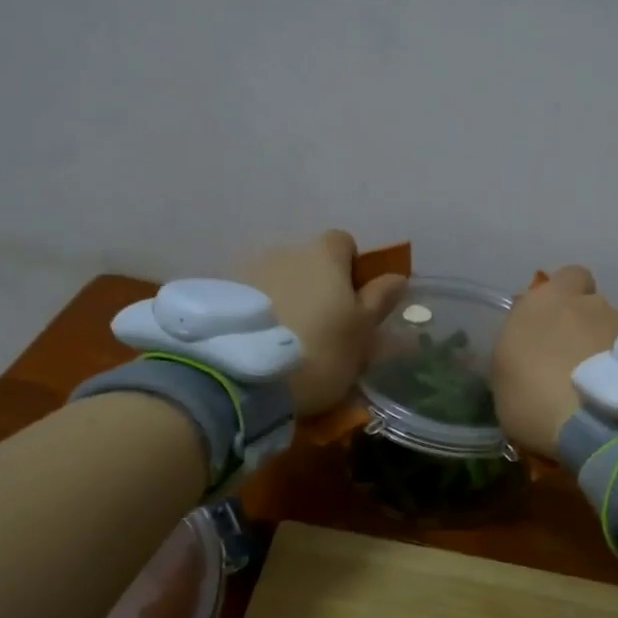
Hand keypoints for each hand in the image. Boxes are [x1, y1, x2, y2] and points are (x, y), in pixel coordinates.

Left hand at [246, 231, 405, 416]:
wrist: (241, 375)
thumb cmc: (319, 350)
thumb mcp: (362, 331)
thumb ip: (380, 300)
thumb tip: (397, 277)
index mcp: (324, 255)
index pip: (344, 242)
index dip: (352, 267)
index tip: (354, 300)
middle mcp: (285, 252)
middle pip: (308, 262)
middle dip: (317, 286)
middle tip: (322, 327)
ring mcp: (248, 270)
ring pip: (277, 279)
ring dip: (286, 298)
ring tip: (286, 339)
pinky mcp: (219, 295)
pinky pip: (249, 297)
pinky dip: (258, 312)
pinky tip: (259, 344)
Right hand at [491, 266, 617, 458]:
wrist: (593, 424)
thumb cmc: (532, 402)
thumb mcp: (503, 381)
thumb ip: (519, 354)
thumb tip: (530, 352)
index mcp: (541, 302)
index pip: (564, 278)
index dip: (563, 298)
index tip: (553, 325)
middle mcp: (585, 302)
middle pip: (590, 304)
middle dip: (585, 323)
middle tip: (575, 357)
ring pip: (613, 327)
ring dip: (606, 347)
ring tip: (600, 385)